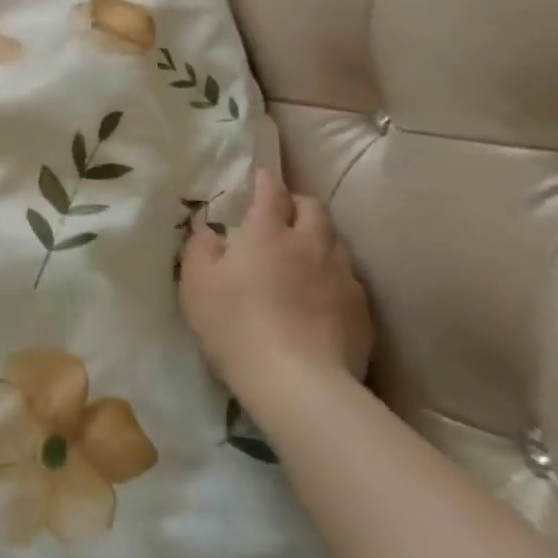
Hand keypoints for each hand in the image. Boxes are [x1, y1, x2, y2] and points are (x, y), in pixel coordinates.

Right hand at [178, 168, 372, 409]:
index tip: (261, 174)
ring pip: (335, 240)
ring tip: (305, 252)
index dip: (266, 180)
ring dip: (319, 237)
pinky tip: (322, 294)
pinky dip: (333, 273)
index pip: (272, 192)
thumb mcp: (196, 285)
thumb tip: (210, 231)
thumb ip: (200, 248)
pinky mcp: (361, 309)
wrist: (298, 383)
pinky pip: (348, 277)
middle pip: (314, 208)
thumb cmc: (236, 325)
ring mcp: (342, 276)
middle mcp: (310, 244)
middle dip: (298, 203)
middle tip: (283, 213)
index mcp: (268, 233)